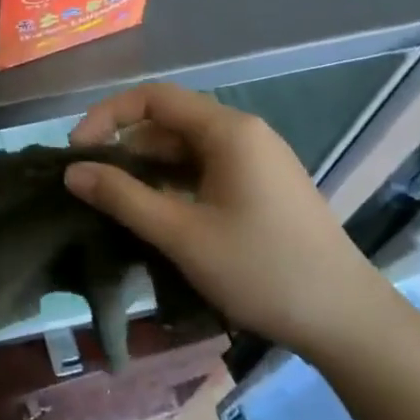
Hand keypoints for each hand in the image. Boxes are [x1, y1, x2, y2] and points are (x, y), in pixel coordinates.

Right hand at [63, 85, 391, 355]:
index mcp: (228, 131)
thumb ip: (122, 197)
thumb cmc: (261, 269)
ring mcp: (256, 161)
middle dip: (124, 146)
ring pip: (185, 149)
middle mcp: (243, 134)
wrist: (347, 322)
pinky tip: (154, 214)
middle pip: (168, 122)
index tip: (78, 152)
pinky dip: (172, 183)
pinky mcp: (261, 187)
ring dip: (146, 169)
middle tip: (90, 184)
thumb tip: (73, 171)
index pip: (153, 98)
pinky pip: (204, 170)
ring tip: (114, 202)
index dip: (107, 116)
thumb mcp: (181, 234)